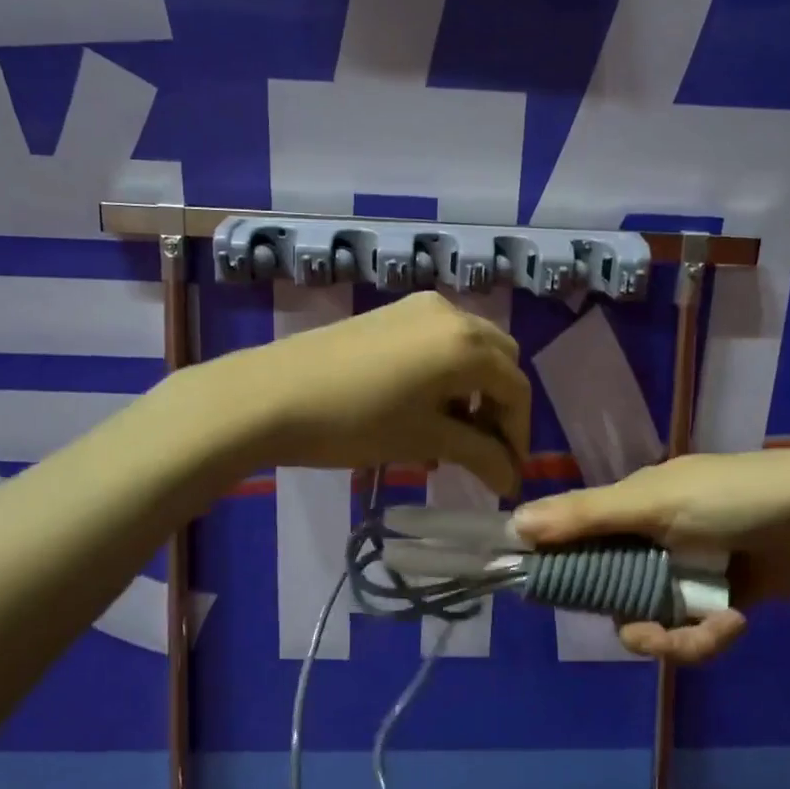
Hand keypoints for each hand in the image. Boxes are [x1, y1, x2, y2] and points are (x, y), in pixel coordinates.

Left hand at [217, 291, 531, 497]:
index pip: (516, 389)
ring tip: (449, 435)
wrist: (271, 396)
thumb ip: (480, 456)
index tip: (508, 473)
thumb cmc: (356, 422)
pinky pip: (438, 341)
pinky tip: (421, 408)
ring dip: (472, 390)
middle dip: (499, 407)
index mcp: (468, 344)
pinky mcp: (391, 313)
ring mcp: (418, 308)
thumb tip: (512, 479)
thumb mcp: (425, 440)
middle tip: (483, 450)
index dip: (518, 434)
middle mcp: (452, 314)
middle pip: (499, 361)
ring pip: (468, 348)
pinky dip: (445, 373)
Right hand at [512, 449, 789, 661]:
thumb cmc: (731, 498)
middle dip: (631, 620)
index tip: (553, 597)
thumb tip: (514, 522)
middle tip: (650, 632)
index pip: (578, 541)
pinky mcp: (717, 602)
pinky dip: (707, 635)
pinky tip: (733, 623)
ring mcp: (685, 574)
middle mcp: (651, 540)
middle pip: (612, 595)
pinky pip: (690, 634)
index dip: (564, 570)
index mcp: (631, 507)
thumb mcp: (652, 503)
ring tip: (710, 630)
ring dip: (676, 636)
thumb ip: (585, 517)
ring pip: (651, 622)